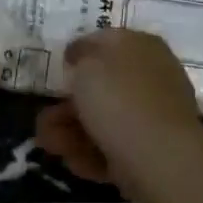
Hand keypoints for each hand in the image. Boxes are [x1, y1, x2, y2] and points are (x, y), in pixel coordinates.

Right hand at [36, 29, 202, 189]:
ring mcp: (154, 116)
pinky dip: (92, 153)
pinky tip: (74, 162)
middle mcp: (152, 76)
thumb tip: (82, 55)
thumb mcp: (88, 65)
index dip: (80, 52)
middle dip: (68, 105)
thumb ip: (81, 56)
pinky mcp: (152, 151)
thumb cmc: (119, 99)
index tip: (59, 69)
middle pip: (103, 87)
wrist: (159, 158)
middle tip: (43, 121)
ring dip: (72, 132)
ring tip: (49, 144)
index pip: (107, 41)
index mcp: (142, 45)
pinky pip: (116, 146)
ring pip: (105, 120)